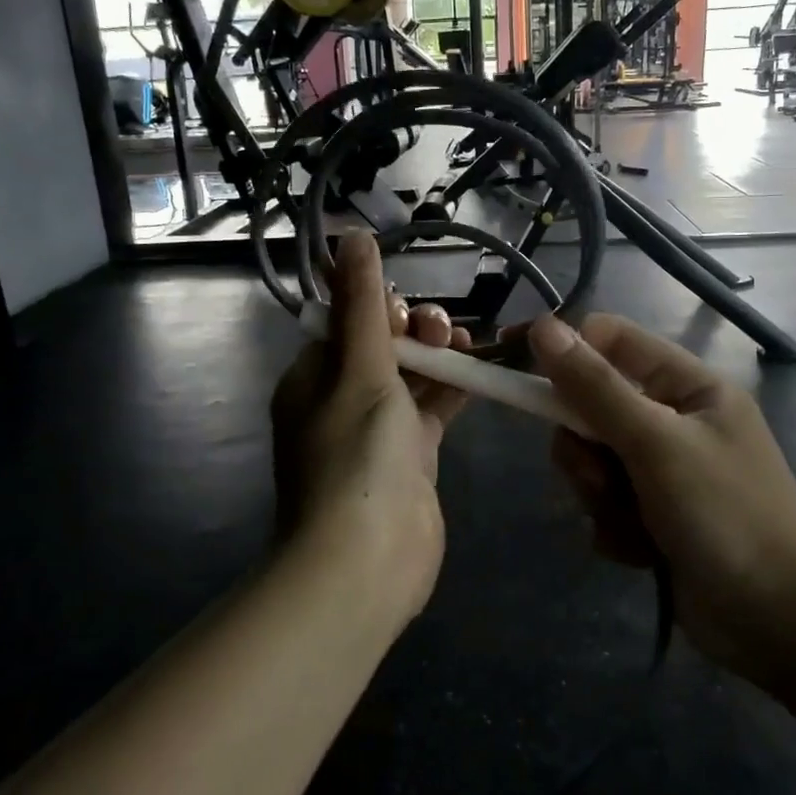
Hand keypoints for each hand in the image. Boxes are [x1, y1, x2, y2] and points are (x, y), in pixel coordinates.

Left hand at [270, 233, 471, 619]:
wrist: (367, 560)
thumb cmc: (356, 454)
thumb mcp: (359, 368)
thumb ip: (362, 303)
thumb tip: (351, 234)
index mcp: (312, 378)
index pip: (345, 323)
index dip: (379, 307)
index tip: (407, 309)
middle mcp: (340, 401)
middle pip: (382, 347)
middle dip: (414, 330)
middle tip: (442, 330)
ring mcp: (377, 432)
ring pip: (412, 377)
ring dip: (438, 356)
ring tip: (467, 342)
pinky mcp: (412, 458)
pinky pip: (433, 410)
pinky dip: (455, 389)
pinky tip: (482, 370)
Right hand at [528, 314, 795, 697]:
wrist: (780, 625)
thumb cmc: (726, 516)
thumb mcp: (656, 444)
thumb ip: (595, 387)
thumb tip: (543, 326)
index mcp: (688, 387)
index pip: (612, 342)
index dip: (566, 352)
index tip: (522, 373)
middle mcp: (674, 421)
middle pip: (591, 407)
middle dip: (585, 449)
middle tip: (602, 479)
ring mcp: (664, 471)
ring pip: (592, 461)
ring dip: (600, 495)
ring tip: (633, 523)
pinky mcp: (655, 516)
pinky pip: (605, 504)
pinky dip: (615, 528)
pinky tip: (644, 553)